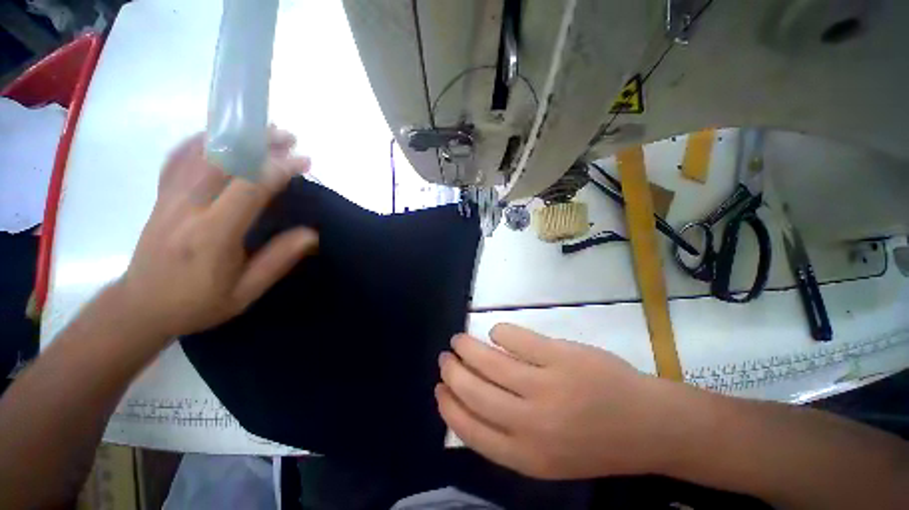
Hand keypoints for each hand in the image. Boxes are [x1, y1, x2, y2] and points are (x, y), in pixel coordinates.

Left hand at [116, 129, 317, 339]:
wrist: (140, 307)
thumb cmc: (197, 303)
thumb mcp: (246, 291)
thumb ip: (278, 260)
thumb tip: (311, 234)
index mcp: (212, 234)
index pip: (249, 188)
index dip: (278, 169)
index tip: (303, 162)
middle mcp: (187, 207)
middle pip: (223, 160)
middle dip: (259, 143)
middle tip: (288, 138)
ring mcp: (169, 198)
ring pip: (200, 153)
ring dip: (234, 138)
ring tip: (261, 132)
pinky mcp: (161, 196)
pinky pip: (177, 159)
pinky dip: (199, 141)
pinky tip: (216, 137)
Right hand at [437, 323, 689, 479]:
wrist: (648, 426)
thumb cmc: (595, 441)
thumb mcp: (547, 455)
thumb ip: (508, 435)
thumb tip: (470, 400)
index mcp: (526, 455)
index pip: (469, 429)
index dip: (448, 405)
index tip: (439, 387)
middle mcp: (530, 424)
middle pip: (473, 391)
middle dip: (452, 371)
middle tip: (446, 356)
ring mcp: (546, 387)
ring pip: (488, 361)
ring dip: (467, 347)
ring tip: (459, 339)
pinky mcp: (559, 358)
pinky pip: (514, 339)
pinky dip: (499, 332)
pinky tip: (496, 333)